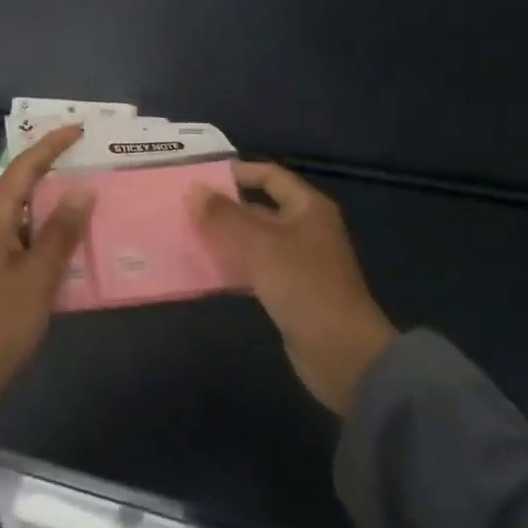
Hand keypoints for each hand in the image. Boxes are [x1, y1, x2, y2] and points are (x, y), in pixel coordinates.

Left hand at [0, 125, 94, 429]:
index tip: (80, 128)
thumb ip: (61, 232)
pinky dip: (46, 229)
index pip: (24, 166)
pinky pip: (22, 234)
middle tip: (90, 158)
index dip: (52, 144)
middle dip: (53, 167)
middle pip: (22, 183)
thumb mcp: (38, 278)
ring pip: (23, 211)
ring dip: (51, 200)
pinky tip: (69, 239)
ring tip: (87, 192)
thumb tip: (82, 189)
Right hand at [190, 162, 397, 414]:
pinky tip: (204, 271)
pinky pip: (254, 270)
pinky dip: (232, 267)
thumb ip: (224, 216)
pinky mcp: (289, 291)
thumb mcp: (260, 245)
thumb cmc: (304, 286)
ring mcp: (298, 262)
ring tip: (186, 235)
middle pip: (259, 208)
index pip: (269, 175)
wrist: (342, 354)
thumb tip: (193, 190)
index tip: (200, 176)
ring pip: (253, 241)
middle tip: (184, 208)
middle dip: (223, 208)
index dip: (237, 172)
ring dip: (224, 239)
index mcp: (307, 208)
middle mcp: (305, 229)